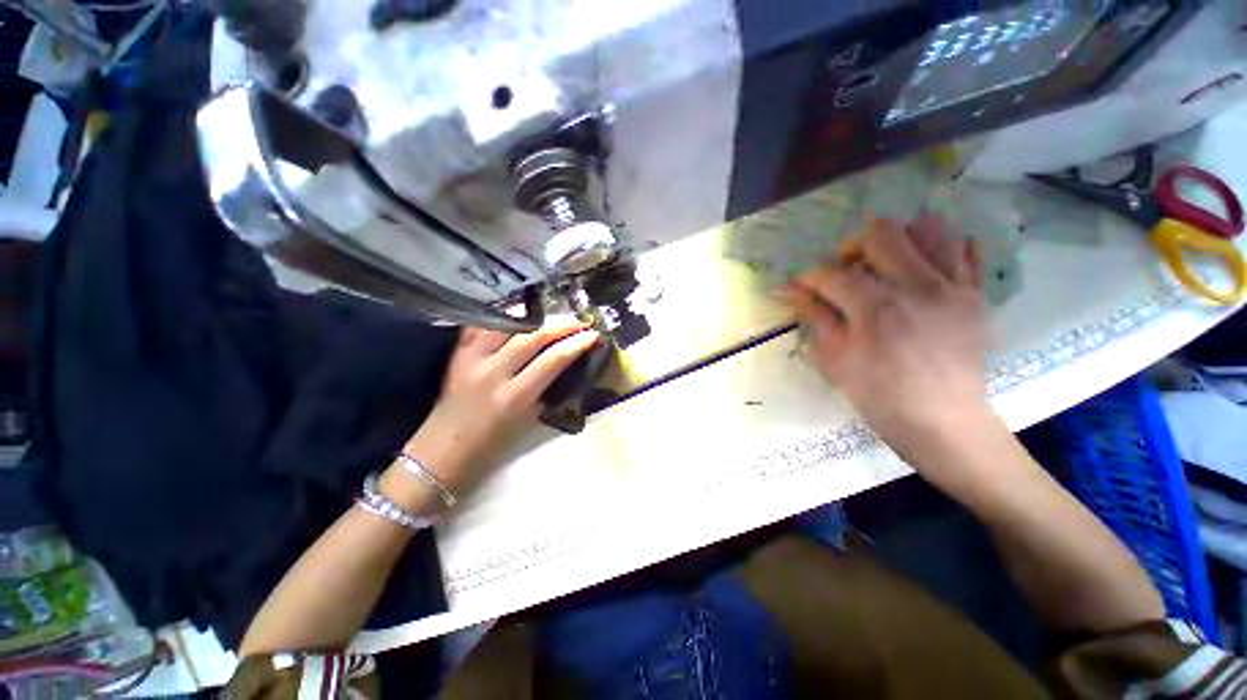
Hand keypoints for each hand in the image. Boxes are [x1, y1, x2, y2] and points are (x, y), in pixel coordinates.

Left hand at [394, 319, 599, 502]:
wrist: (442, 451)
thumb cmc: (491, 444)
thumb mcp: (527, 419)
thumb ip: (544, 388)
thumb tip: (562, 363)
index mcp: (515, 396)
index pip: (553, 360)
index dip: (577, 344)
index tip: (592, 334)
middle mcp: (494, 372)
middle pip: (533, 337)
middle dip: (561, 325)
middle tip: (578, 320)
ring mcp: (472, 359)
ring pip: (507, 324)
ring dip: (534, 316)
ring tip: (552, 314)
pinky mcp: (457, 354)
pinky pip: (480, 325)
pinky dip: (501, 316)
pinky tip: (516, 311)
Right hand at [780, 215, 991, 465]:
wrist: (942, 421)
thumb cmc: (879, 396)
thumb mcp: (834, 360)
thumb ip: (814, 317)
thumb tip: (790, 290)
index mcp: (876, 308)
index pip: (833, 274)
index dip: (810, 277)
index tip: (801, 285)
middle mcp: (917, 286)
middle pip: (880, 234)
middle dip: (851, 247)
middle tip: (843, 270)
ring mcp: (953, 287)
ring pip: (927, 231)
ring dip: (896, 240)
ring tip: (883, 263)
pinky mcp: (975, 295)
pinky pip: (963, 251)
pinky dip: (939, 248)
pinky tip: (920, 266)